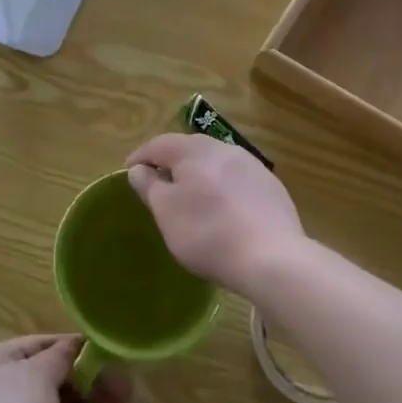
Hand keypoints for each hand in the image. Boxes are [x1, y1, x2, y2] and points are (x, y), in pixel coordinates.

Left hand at [0, 335, 133, 402]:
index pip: (47, 348)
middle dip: (98, 390)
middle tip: (129, 395)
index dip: (80, 350)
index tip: (114, 356)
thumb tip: (79, 344)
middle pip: (64, 385)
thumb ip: (63, 358)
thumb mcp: (36, 376)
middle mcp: (11, 396)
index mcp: (2, 365)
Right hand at [125, 133, 305, 297]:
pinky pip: (237, 179)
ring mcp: (251, 165)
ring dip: (199, 174)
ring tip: (191, 196)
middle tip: (158, 182)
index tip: (128, 173)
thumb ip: (149, 186)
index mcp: (193, 150)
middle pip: (189, 148)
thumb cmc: (208, 233)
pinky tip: (224, 209)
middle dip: (171, 162)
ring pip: (216, 162)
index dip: (140, 157)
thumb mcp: (166, 213)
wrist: (272, 258)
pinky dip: (223, 188)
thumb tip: (139, 169)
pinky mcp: (271, 186)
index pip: (159, 144)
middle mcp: (223, 148)